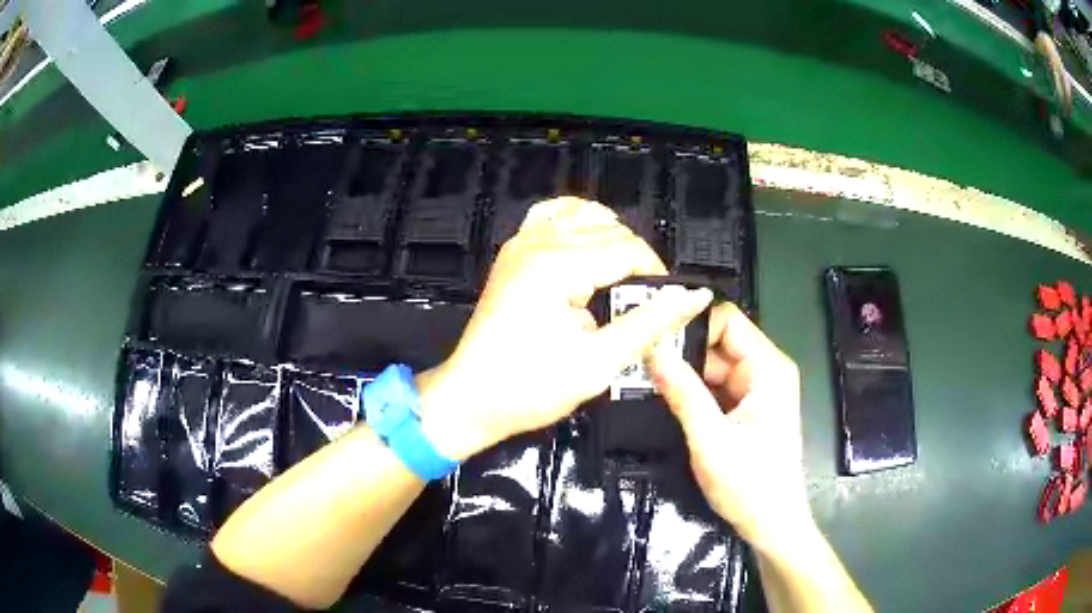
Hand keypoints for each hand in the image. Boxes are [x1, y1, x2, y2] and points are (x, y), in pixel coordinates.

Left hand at [419, 197, 712, 460]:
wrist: (472, 399)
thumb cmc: (529, 389)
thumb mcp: (598, 363)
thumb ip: (650, 323)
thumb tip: (693, 297)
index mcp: (556, 266)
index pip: (628, 249)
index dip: (657, 276)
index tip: (666, 307)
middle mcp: (537, 242)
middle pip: (610, 231)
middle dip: (637, 263)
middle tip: (644, 306)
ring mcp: (521, 242)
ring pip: (585, 215)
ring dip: (612, 240)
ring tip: (620, 281)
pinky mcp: (514, 251)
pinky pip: (552, 216)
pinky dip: (578, 224)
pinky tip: (588, 249)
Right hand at [647, 303, 814, 554]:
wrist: (771, 524)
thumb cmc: (749, 484)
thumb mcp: (710, 440)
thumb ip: (682, 393)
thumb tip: (652, 350)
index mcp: (768, 368)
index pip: (727, 321)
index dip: (691, 324)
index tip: (654, 337)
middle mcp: (767, 370)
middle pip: (720, 342)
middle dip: (683, 350)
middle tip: (641, 361)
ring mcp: (759, 389)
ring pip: (716, 364)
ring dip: (686, 372)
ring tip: (647, 378)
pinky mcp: (750, 407)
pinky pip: (719, 386)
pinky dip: (695, 390)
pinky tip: (668, 397)